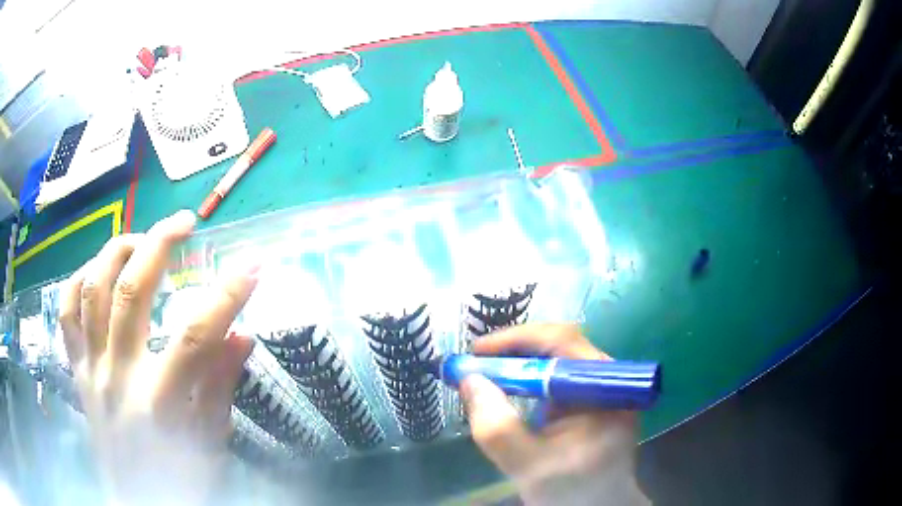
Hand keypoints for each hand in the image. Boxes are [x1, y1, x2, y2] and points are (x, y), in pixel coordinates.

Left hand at [59, 210, 257, 504]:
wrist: (136, 504)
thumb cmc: (179, 482)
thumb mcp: (210, 446)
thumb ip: (220, 389)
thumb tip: (242, 337)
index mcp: (160, 402)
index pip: (197, 336)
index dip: (227, 294)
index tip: (253, 264)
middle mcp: (119, 375)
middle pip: (131, 292)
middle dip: (160, 245)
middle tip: (185, 221)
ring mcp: (92, 369)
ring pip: (92, 290)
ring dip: (116, 251)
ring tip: (140, 238)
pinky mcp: (78, 371)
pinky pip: (67, 314)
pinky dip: (77, 281)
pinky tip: (95, 268)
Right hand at [461, 324, 649, 505]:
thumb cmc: (572, 491)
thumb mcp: (528, 464)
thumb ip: (495, 426)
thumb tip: (468, 380)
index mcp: (605, 390)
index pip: (562, 343)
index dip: (516, 341)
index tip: (476, 351)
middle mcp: (608, 381)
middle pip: (560, 347)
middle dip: (514, 352)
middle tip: (476, 363)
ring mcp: (602, 391)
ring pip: (558, 362)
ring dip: (519, 365)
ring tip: (487, 375)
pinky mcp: (593, 403)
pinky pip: (558, 380)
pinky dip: (529, 382)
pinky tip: (509, 391)